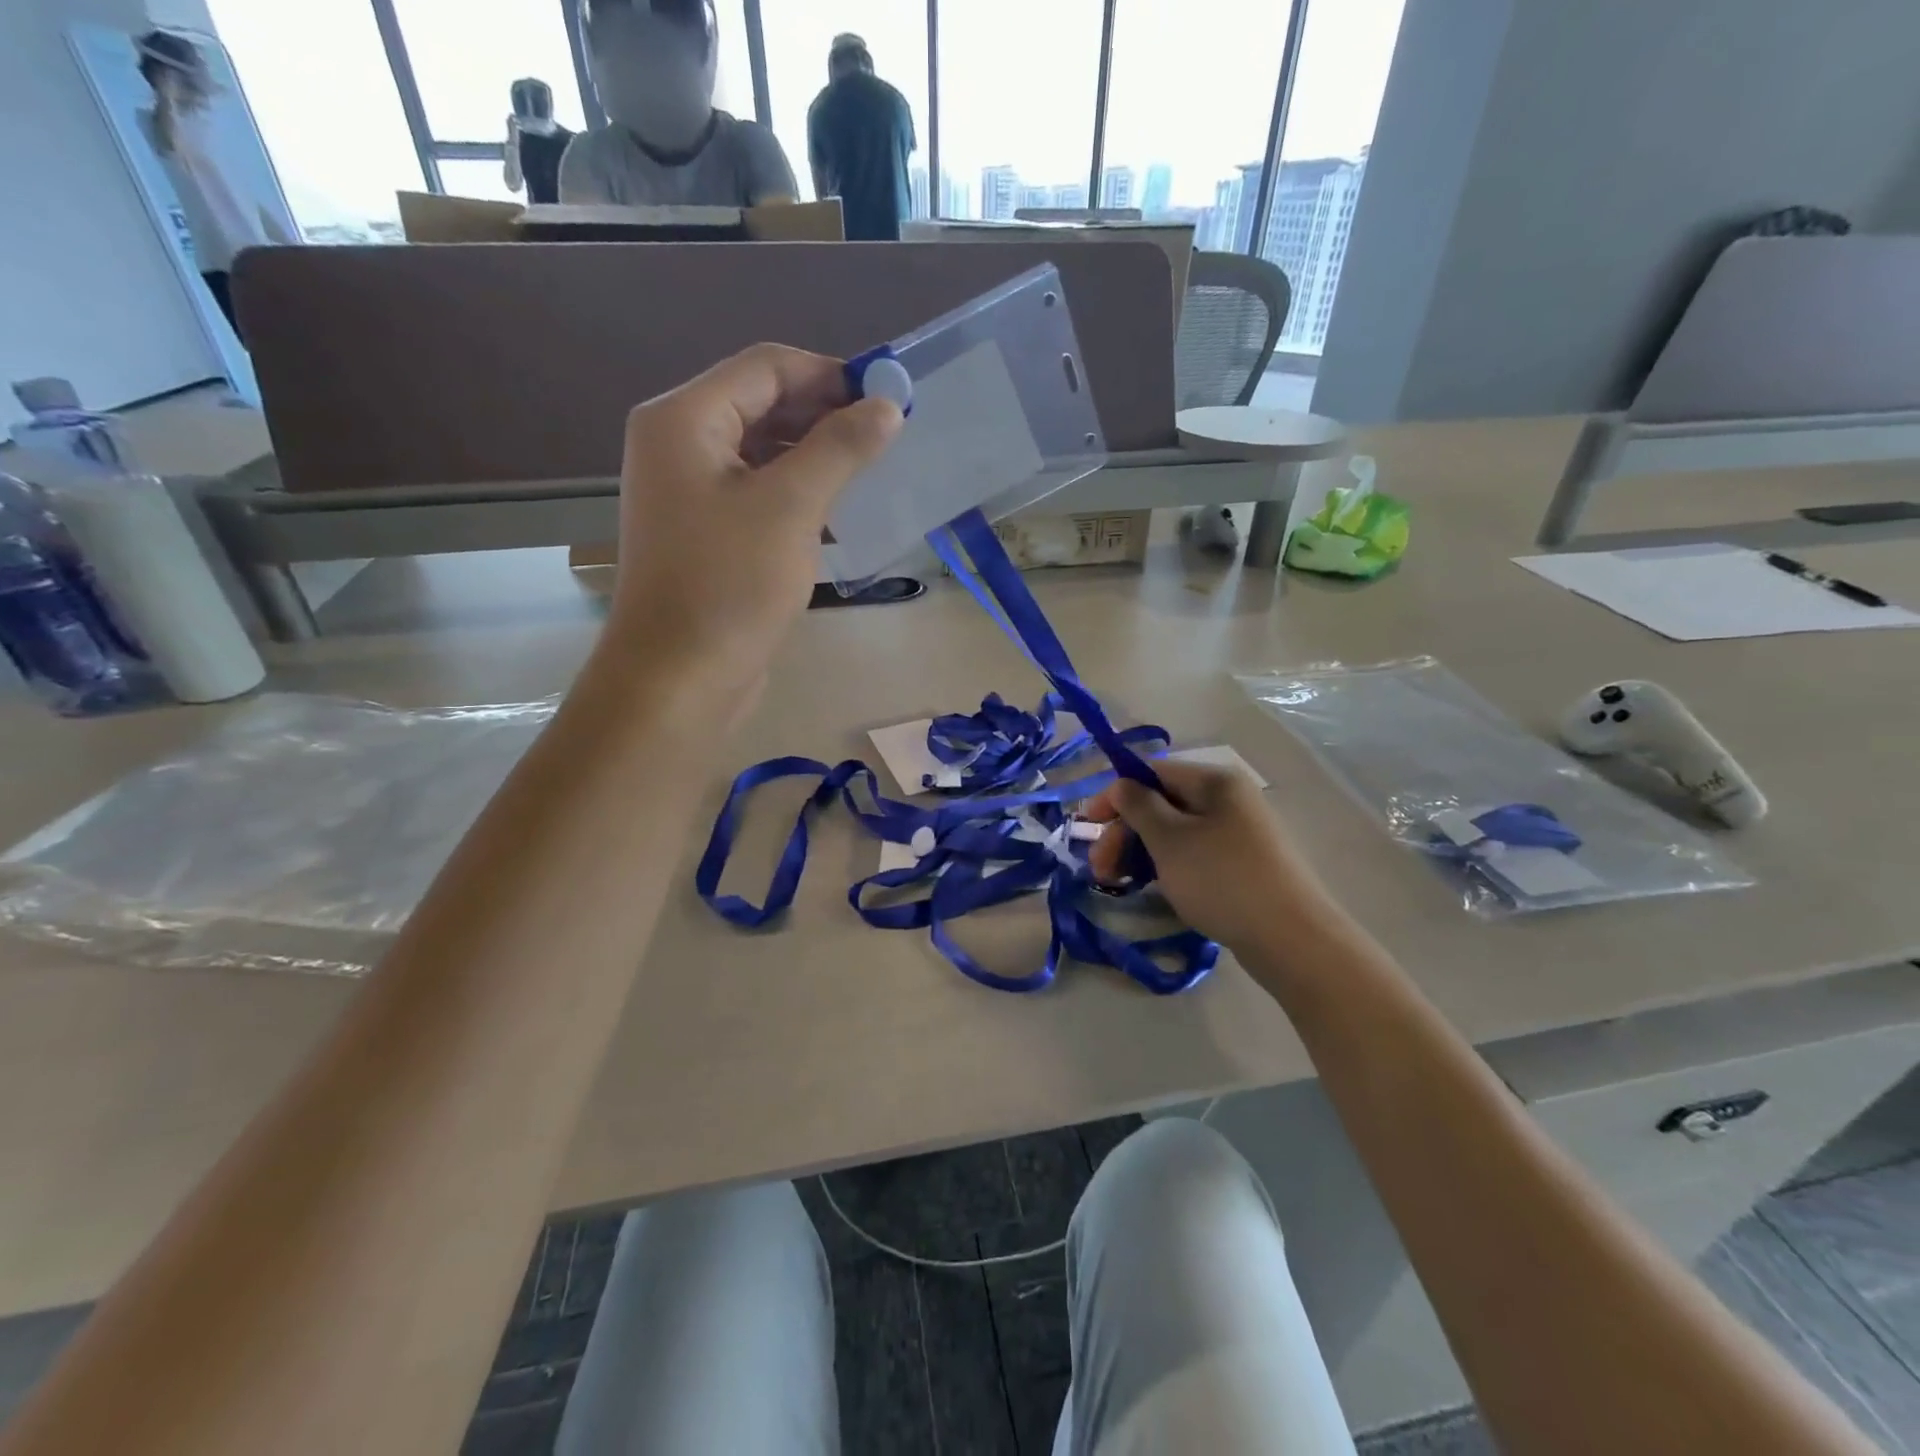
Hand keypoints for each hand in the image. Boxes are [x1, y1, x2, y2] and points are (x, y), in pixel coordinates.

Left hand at [608, 344, 902, 702]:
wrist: (679, 678)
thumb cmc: (729, 584)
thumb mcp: (792, 507)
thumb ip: (840, 447)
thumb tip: (886, 406)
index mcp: (684, 419)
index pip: (766, 368)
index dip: (831, 375)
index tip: (889, 397)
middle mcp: (679, 444)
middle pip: (762, 405)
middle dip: (826, 416)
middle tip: (888, 439)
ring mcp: (690, 492)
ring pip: (763, 453)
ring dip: (816, 457)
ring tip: (872, 474)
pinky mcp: (707, 533)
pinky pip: (759, 493)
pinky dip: (799, 494)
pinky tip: (839, 513)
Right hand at [1083, 760, 1336, 950]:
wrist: (1291, 939)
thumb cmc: (1222, 879)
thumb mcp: (1169, 840)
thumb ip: (1138, 805)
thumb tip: (1121, 785)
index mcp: (1214, 781)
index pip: (1151, 772)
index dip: (1115, 796)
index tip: (1087, 826)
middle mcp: (1228, 799)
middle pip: (1161, 804)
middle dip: (1124, 832)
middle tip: (1099, 870)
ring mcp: (1238, 833)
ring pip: (1174, 833)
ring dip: (1140, 852)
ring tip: (1118, 884)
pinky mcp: (1241, 865)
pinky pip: (1193, 854)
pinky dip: (1166, 866)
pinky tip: (1151, 888)